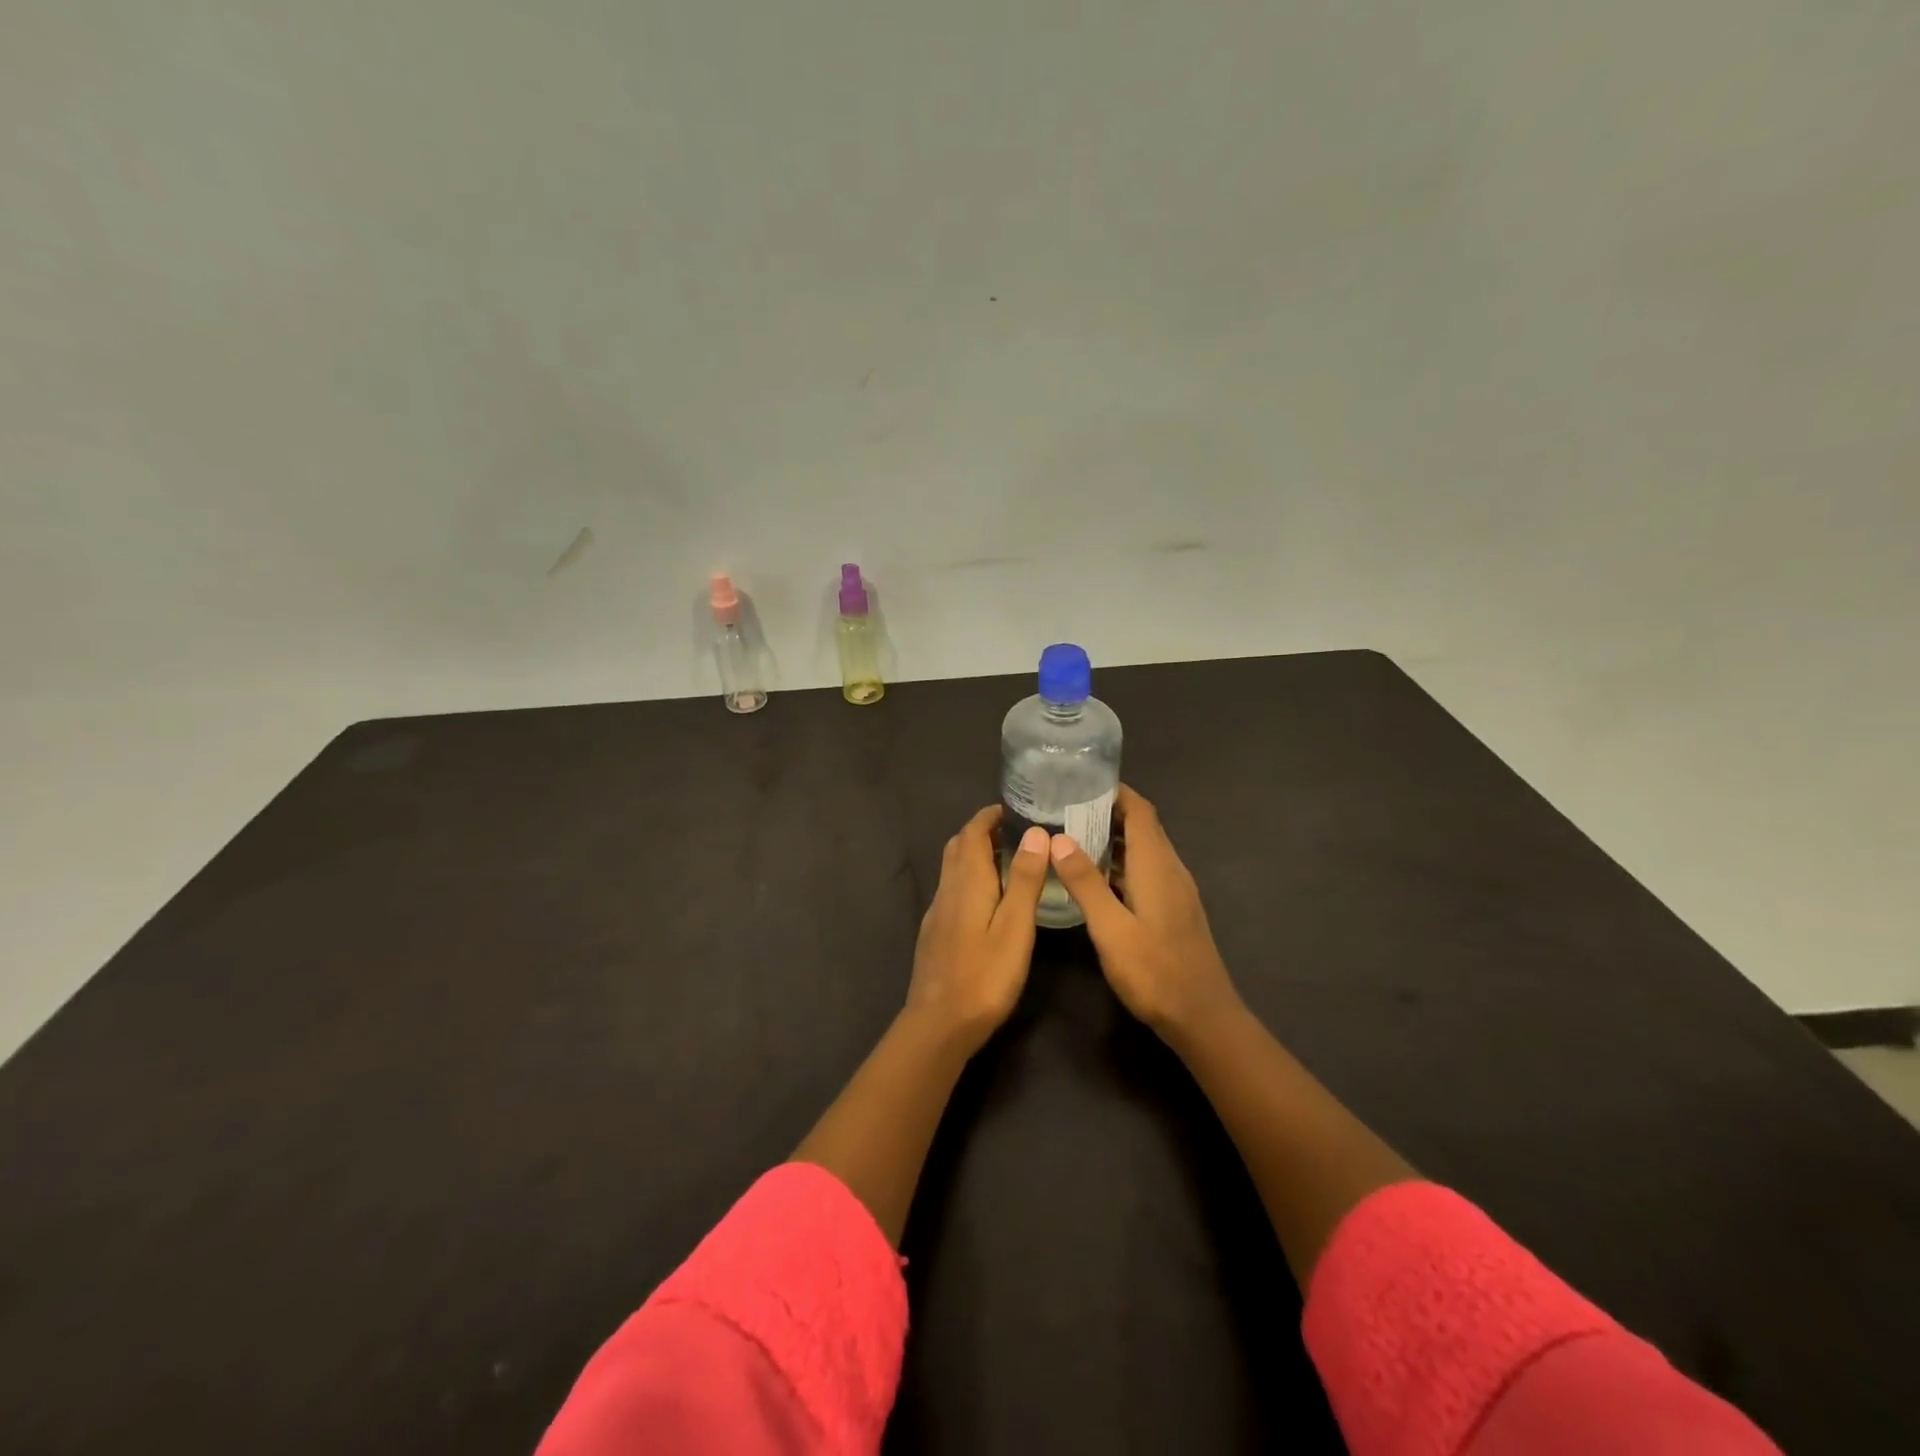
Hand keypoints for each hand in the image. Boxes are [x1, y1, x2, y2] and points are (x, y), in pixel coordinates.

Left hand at [905, 806, 1050, 1047]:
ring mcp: (937, 912)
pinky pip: (952, 890)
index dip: (990, 816)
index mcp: (967, 881)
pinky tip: (989, 900)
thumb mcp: (1014, 927)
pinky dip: (970, 878)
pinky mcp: (935, 932)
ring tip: (1009, 862)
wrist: (939, 1024)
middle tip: (1017, 833)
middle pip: (959, 846)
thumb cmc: (984, 975)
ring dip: (976, 855)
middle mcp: (947, 889)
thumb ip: (1023, 879)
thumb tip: (1034, 832)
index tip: (1016, 810)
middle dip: (983, 832)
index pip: (972, 831)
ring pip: (953, 869)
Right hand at [1047, 786, 1241, 1037]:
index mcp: (1157, 866)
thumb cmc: (1155, 973)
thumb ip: (1086, 883)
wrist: (1203, 1018)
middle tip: (1066, 807)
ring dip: (1114, 837)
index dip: (1115, 791)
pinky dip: (1122, 862)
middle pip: (1143, 826)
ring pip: (1145, 849)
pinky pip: (1147, 870)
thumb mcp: (1111, 929)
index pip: (1140, 811)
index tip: (1080, 783)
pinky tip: (1097, 877)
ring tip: (1073, 835)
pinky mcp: (1175, 909)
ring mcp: (1176, 891)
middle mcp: (1171, 870)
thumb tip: (1058, 839)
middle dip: (1108, 810)